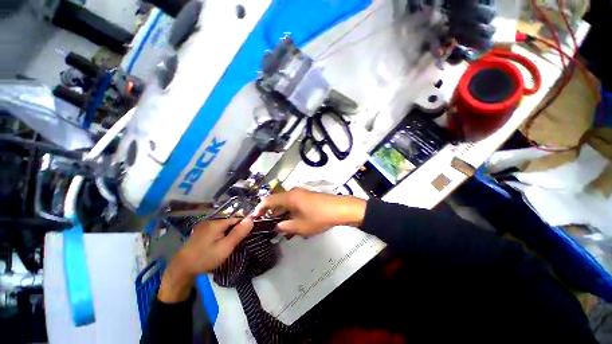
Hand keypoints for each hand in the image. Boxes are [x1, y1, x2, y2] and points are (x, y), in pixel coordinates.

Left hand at [158, 218, 252, 302]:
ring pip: (224, 225)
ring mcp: (205, 226)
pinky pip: (218, 229)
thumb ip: (238, 232)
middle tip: (240, 241)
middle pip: (230, 221)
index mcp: (217, 222)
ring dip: (230, 231)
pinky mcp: (202, 232)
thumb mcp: (225, 247)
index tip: (249, 234)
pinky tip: (222, 242)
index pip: (237, 218)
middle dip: (237, 228)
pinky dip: (223, 233)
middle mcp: (211, 221)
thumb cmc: (205, 258)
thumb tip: (251, 218)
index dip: (244, 224)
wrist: (181, 269)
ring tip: (233, 242)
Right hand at [251, 188, 366, 236]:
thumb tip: (277, 227)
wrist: (339, 209)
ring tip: (278, 224)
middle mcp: (293, 192)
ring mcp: (301, 193)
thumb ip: (286, 227)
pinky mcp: (307, 196)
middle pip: (277, 200)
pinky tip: (291, 220)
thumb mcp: (301, 226)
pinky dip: (289, 210)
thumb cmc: (318, 217)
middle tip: (266, 223)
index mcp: (289, 197)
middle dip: (271, 211)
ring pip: (285, 202)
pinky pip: (293, 202)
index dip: (260, 208)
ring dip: (281, 212)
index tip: (254, 217)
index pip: (269, 200)